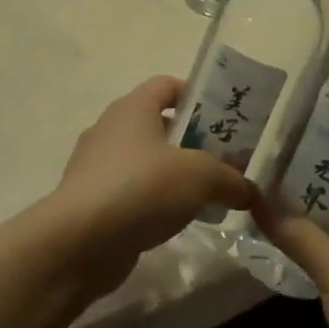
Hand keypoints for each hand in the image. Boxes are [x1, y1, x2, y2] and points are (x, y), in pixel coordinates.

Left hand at [46, 76, 256, 297]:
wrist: (79, 242)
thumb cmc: (142, 188)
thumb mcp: (201, 177)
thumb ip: (231, 180)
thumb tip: (249, 192)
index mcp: (133, 108)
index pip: (167, 85)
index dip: (197, 96)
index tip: (223, 119)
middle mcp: (110, 130)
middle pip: (158, 125)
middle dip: (193, 142)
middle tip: (225, 162)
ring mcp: (96, 167)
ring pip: (145, 162)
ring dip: (174, 175)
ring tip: (206, 196)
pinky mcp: (92, 202)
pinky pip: (131, 193)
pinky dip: (154, 202)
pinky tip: (176, 221)